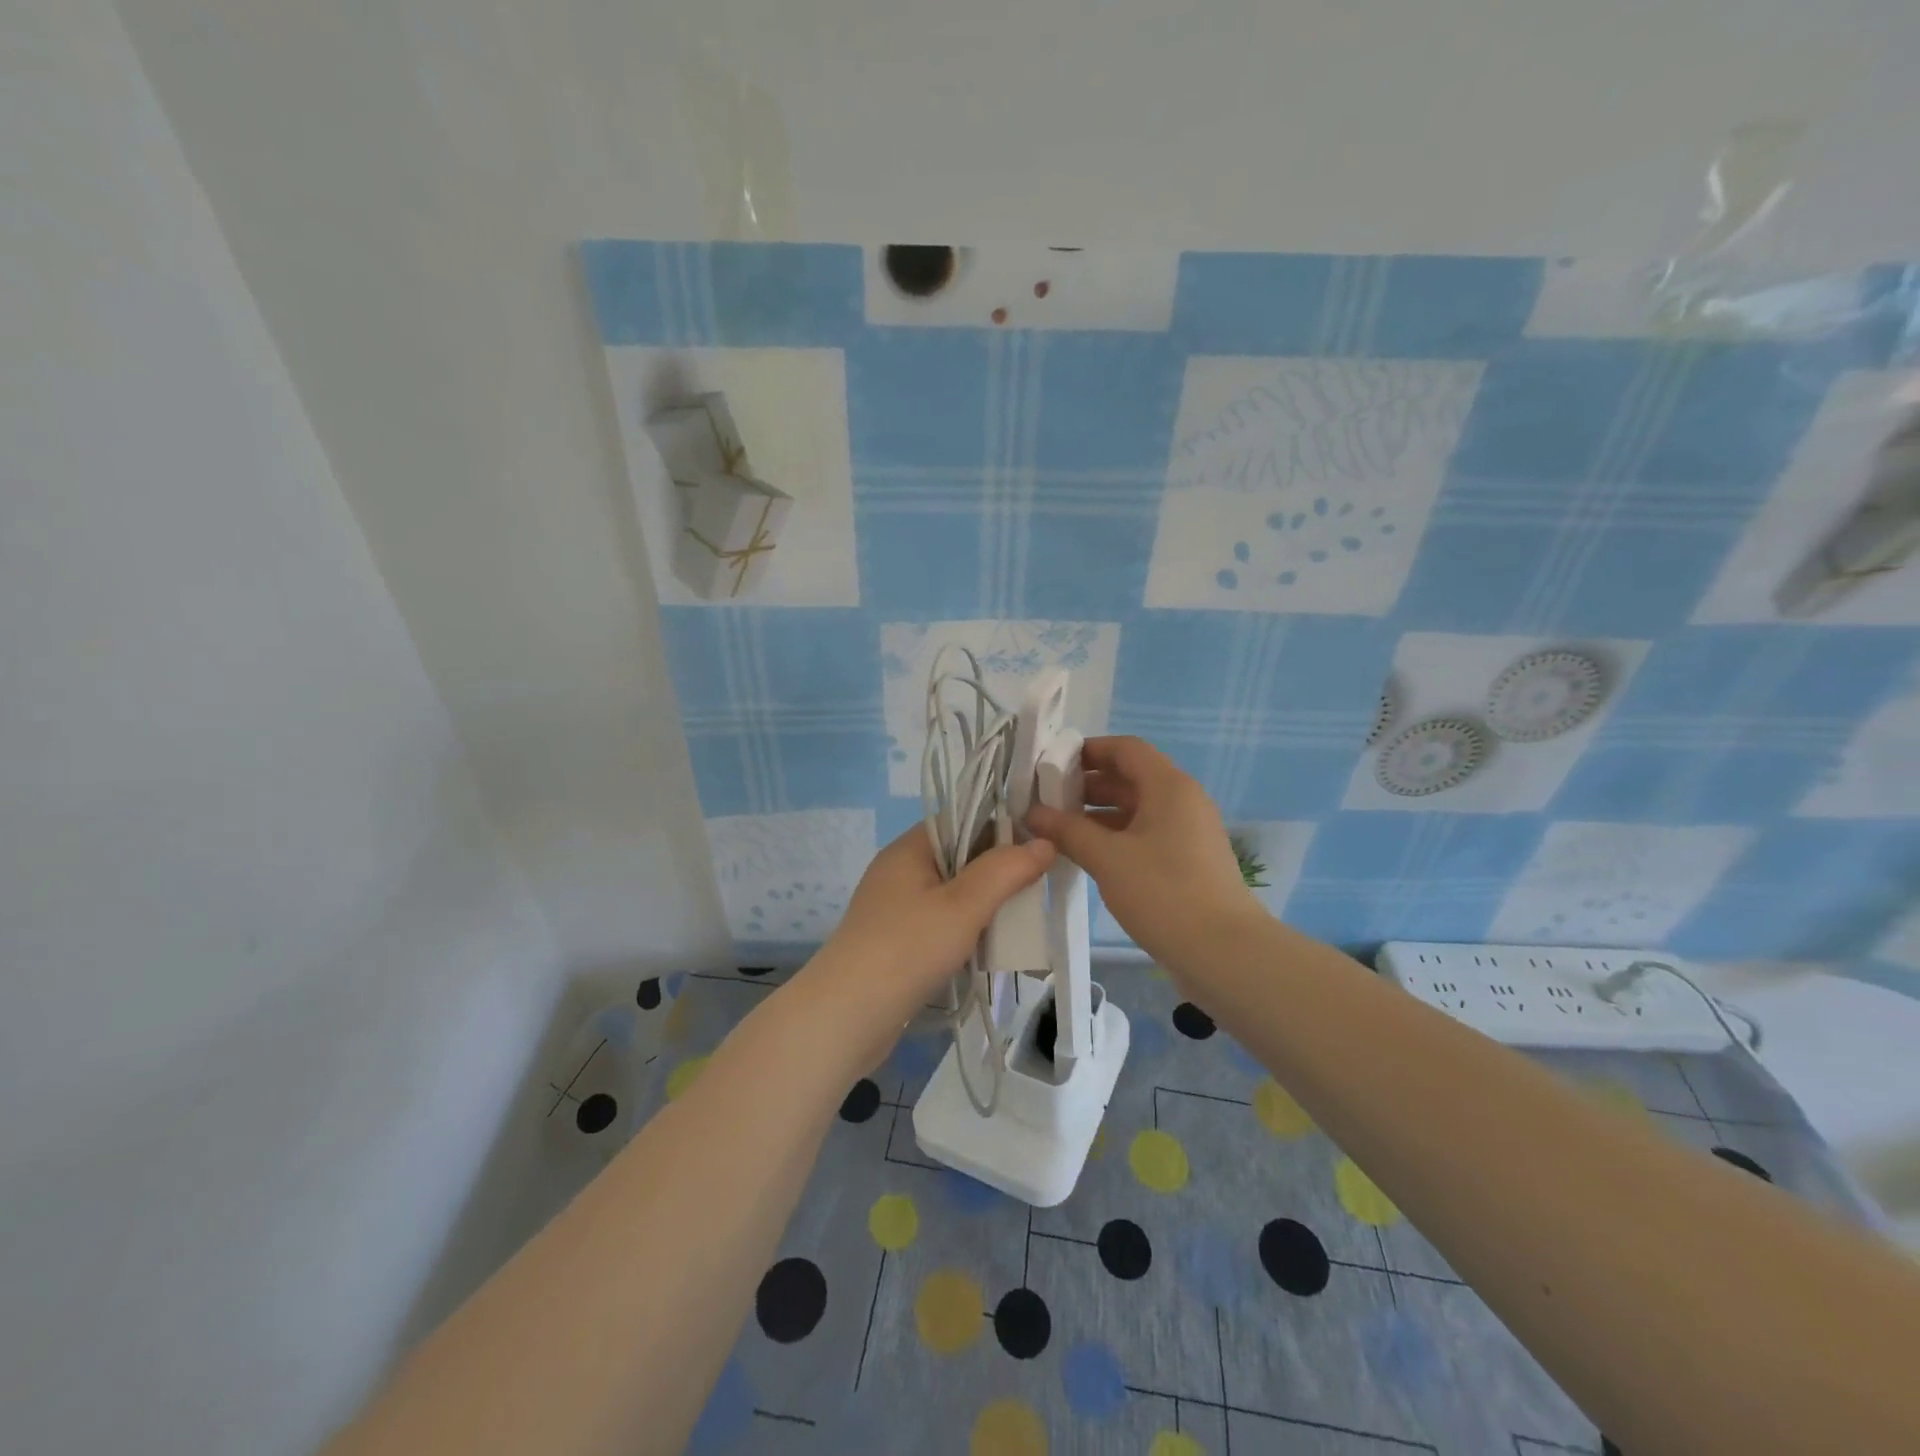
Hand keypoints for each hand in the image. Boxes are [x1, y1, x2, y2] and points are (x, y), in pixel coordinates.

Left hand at [803, 825, 1054, 1069]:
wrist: (846, 1016)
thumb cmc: (907, 949)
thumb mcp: (964, 905)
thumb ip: (1005, 870)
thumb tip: (1044, 843)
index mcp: (910, 848)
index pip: (962, 818)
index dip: (1001, 824)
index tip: (1040, 842)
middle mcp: (900, 870)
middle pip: (960, 856)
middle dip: (998, 869)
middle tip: (1039, 884)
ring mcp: (896, 907)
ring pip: (953, 893)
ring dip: (985, 903)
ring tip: (1023, 917)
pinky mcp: (897, 941)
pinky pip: (941, 922)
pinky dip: (967, 929)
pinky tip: (991, 946)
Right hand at [1026, 736, 1256, 965]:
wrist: (1224, 952)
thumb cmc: (1164, 892)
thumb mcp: (1107, 858)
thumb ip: (1067, 831)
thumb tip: (1033, 813)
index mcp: (1168, 786)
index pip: (1125, 748)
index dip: (1087, 751)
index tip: (1051, 766)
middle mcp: (1182, 800)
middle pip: (1129, 777)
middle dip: (1086, 785)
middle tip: (1046, 801)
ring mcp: (1187, 832)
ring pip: (1136, 809)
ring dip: (1098, 814)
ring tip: (1058, 830)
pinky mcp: (1187, 861)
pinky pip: (1145, 834)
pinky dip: (1115, 837)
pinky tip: (1087, 855)